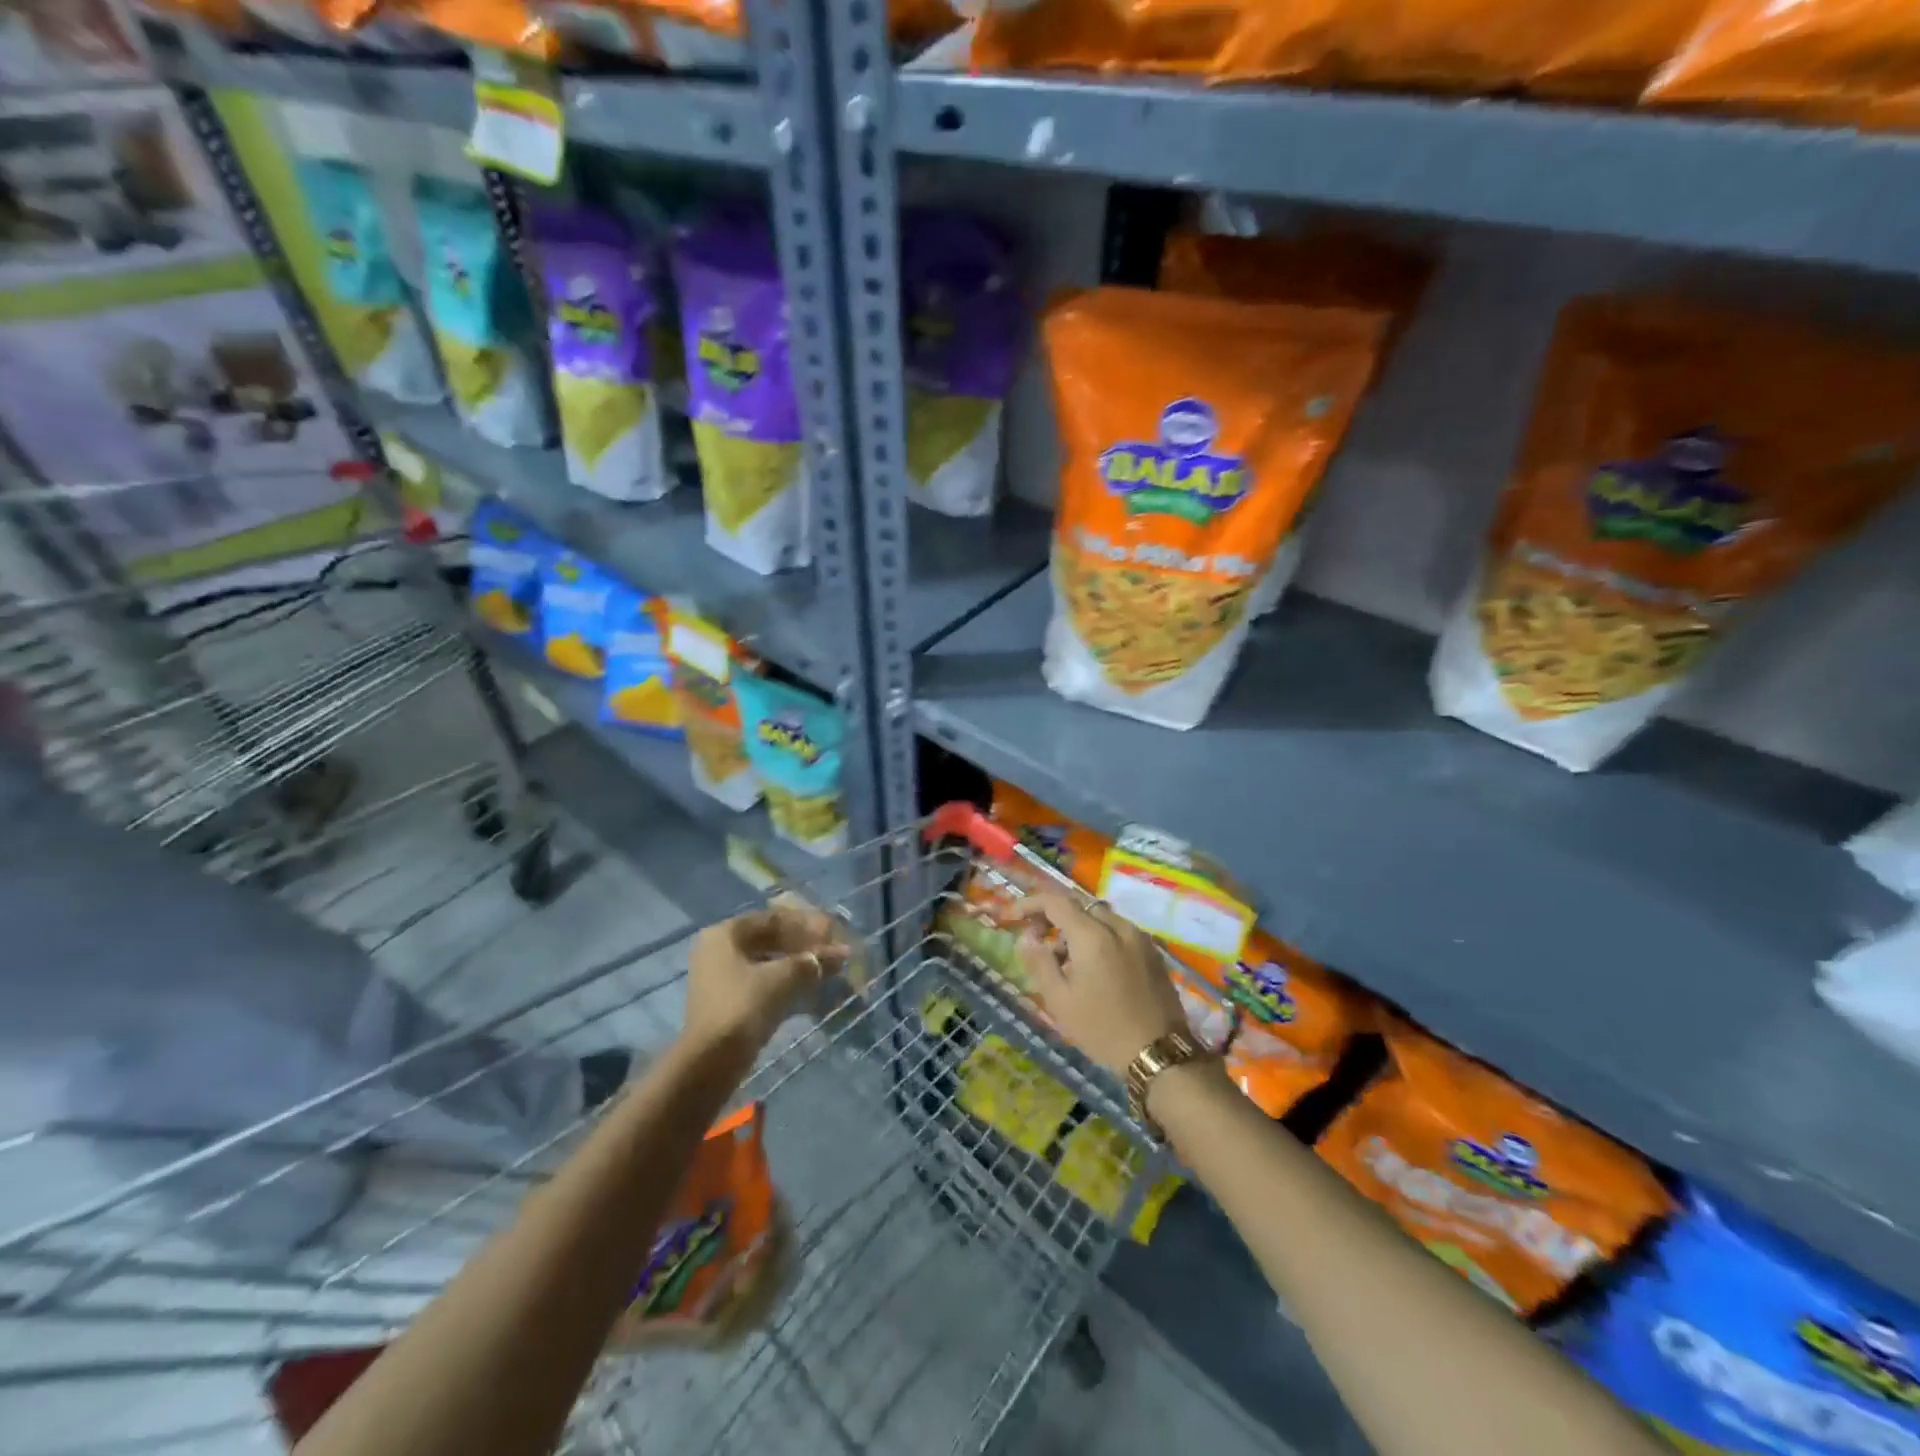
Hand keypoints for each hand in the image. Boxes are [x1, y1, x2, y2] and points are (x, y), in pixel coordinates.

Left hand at [683, 902, 847, 1057]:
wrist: (711, 1063)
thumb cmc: (744, 1007)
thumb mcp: (783, 978)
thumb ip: (814, 961)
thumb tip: (843, 952)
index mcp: (725, 934)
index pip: (774, 918)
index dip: (807, 924)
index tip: (833, 934)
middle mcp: (719, 950)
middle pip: (770, 939)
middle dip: (805, 945)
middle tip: (833, 953)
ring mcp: (722, 978)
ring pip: (768, 962)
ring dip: (799, 965)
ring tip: (828, 971)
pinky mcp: (729, 1002)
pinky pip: (764, 982)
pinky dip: (787, 983)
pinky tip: (811, 991)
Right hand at [1014, 889, 1189, 1074]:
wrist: (1159, 1053)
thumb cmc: (1103, 1029)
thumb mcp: (1060, 1000)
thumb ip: (1039, 962)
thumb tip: (1027, 937)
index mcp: (1093, 935)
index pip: (1056, 901)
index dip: (1030, 904)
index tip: (1013, 917)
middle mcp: (1118, 926)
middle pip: (1079, 906)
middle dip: (1054, 915)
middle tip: (1037, 938)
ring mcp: (1140, 937)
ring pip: (1100, 917)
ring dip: (1077, 928)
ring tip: (1064, 960)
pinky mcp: (1152, 951)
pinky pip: (1118, 930)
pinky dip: (1099, 937)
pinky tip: (1093, 967)